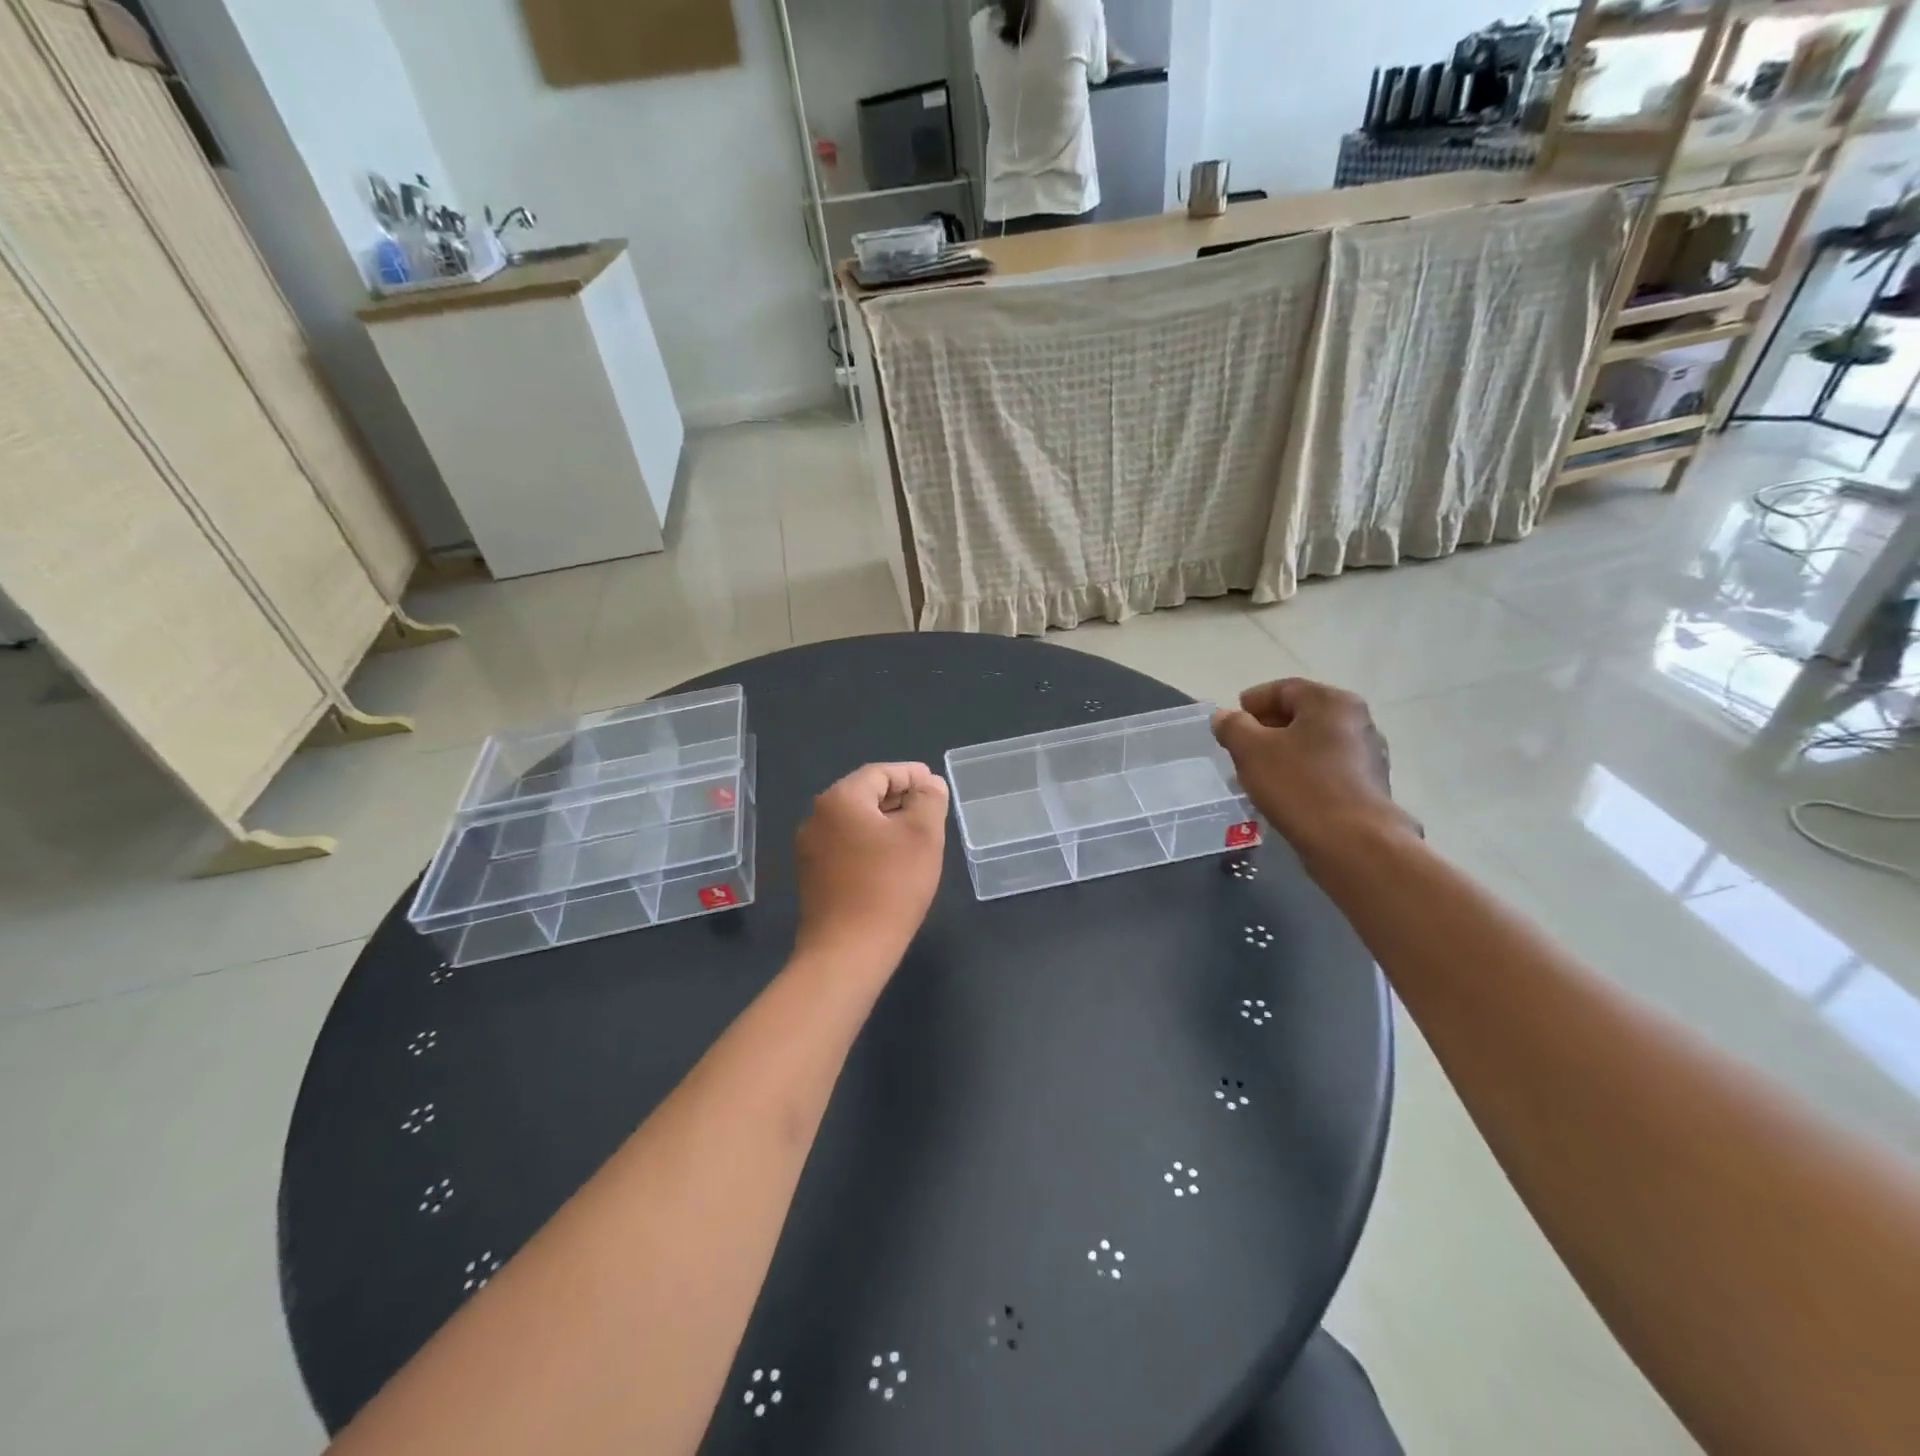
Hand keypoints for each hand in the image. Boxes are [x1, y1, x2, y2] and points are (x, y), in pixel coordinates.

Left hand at [794, 763, 949, 972]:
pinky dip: (869, 844)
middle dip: (899, 798)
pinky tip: (891, 863)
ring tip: (915, 837)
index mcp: (840, 799)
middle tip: (930, 811)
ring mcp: (809, 848)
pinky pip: (845, 845)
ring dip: (885, 823)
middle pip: (864, 794)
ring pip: (854, 821)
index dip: (911, 775)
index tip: (936, 786)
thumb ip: (929, 800)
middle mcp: (817, 817)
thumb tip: (928, 784)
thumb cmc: (890, 886)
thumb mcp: (923, 836)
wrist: (847, 951)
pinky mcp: (811, 875)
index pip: (880, 772)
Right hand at [1212, 679, 1417, 865]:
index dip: (1253, 701)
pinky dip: (1303, 771)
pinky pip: (1327, 767)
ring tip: (1258, 771)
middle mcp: (1357, 720)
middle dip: (1267, 727)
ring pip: (1314, 742)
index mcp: (1331, 702)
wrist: (1353, 843)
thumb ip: (1233, 727)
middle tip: (1240, 746)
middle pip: (1302, 714)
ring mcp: (1368, 754)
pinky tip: (1285, 791)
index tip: (1231, 720)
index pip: (1284, 689)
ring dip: (1285, 751)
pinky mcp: (1368, 785)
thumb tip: (1224, 717)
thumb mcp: (1251, 751)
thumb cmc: (1299, 785)